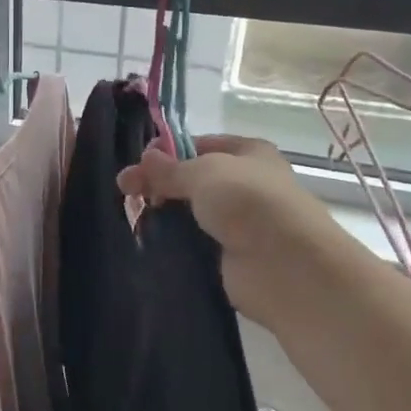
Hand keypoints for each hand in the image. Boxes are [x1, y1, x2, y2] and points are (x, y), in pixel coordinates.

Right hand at [117, 134, 338, 326]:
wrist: (286, 266)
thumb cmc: (249, 203)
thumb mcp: (204, 173)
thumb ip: (170, 168)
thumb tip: (143, 159)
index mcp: (248, 153)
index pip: (200, 144)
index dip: (168, 150)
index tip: (138, 163)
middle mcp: (246, 184)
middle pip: (193, 179)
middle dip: (160, 182)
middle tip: (124, 191)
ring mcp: (240, 223)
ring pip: (192, 212)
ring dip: (164, 214)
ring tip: (132, 217)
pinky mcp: (230, 256)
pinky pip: (194, 243)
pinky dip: (174, 243)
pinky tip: (149, 242)